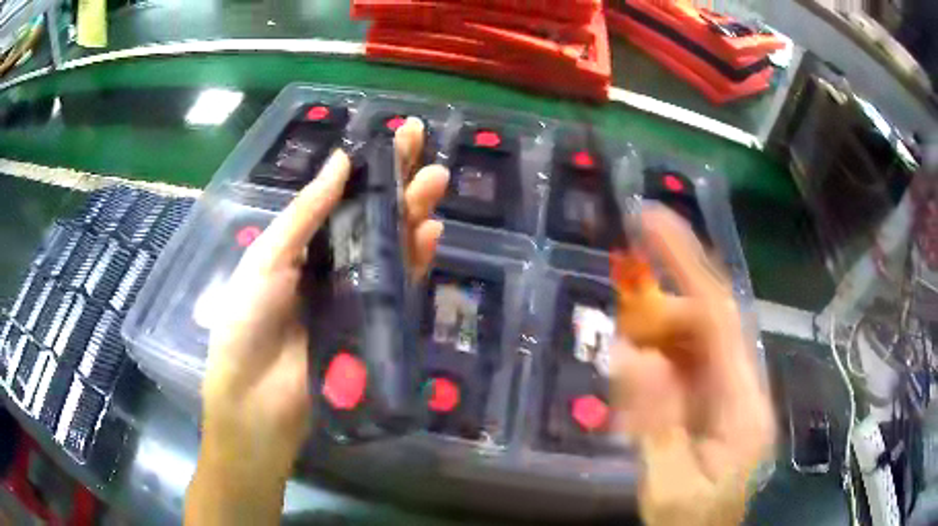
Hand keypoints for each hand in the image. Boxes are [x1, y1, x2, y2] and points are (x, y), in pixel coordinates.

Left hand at [186, 118, 448, 524]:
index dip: (366, 164)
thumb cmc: (248, 323)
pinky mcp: (375, 324)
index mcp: (301, 244)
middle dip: (397, 179)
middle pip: (370, 215)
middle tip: (422, 144)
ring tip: (436, 180)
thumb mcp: (268, 258)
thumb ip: (306, 213)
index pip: (340, 195)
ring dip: (413, 212)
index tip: (393, 134)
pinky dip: (415, 260)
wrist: (258, 400)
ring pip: (390, 245)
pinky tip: (432, 233)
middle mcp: (331, 263)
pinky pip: (399, 286)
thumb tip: (341, 160)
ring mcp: (356, 294)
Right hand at [612, 207, 774, 525]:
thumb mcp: (669, 488)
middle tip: (616, 340)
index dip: (687, 262)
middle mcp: (741, 387)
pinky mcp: (709, 402)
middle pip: (701, 325)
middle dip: (654, 320)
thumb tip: (636, 353)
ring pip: (686, 344)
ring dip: (648, 349)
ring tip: (625, 391)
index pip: (721, 316)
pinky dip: (649, 373)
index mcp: (744, 405)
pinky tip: (636, 402)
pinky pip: (677, 368)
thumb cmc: (690, 523)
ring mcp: (726, 393)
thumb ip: (658, 425)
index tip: (648, 219)